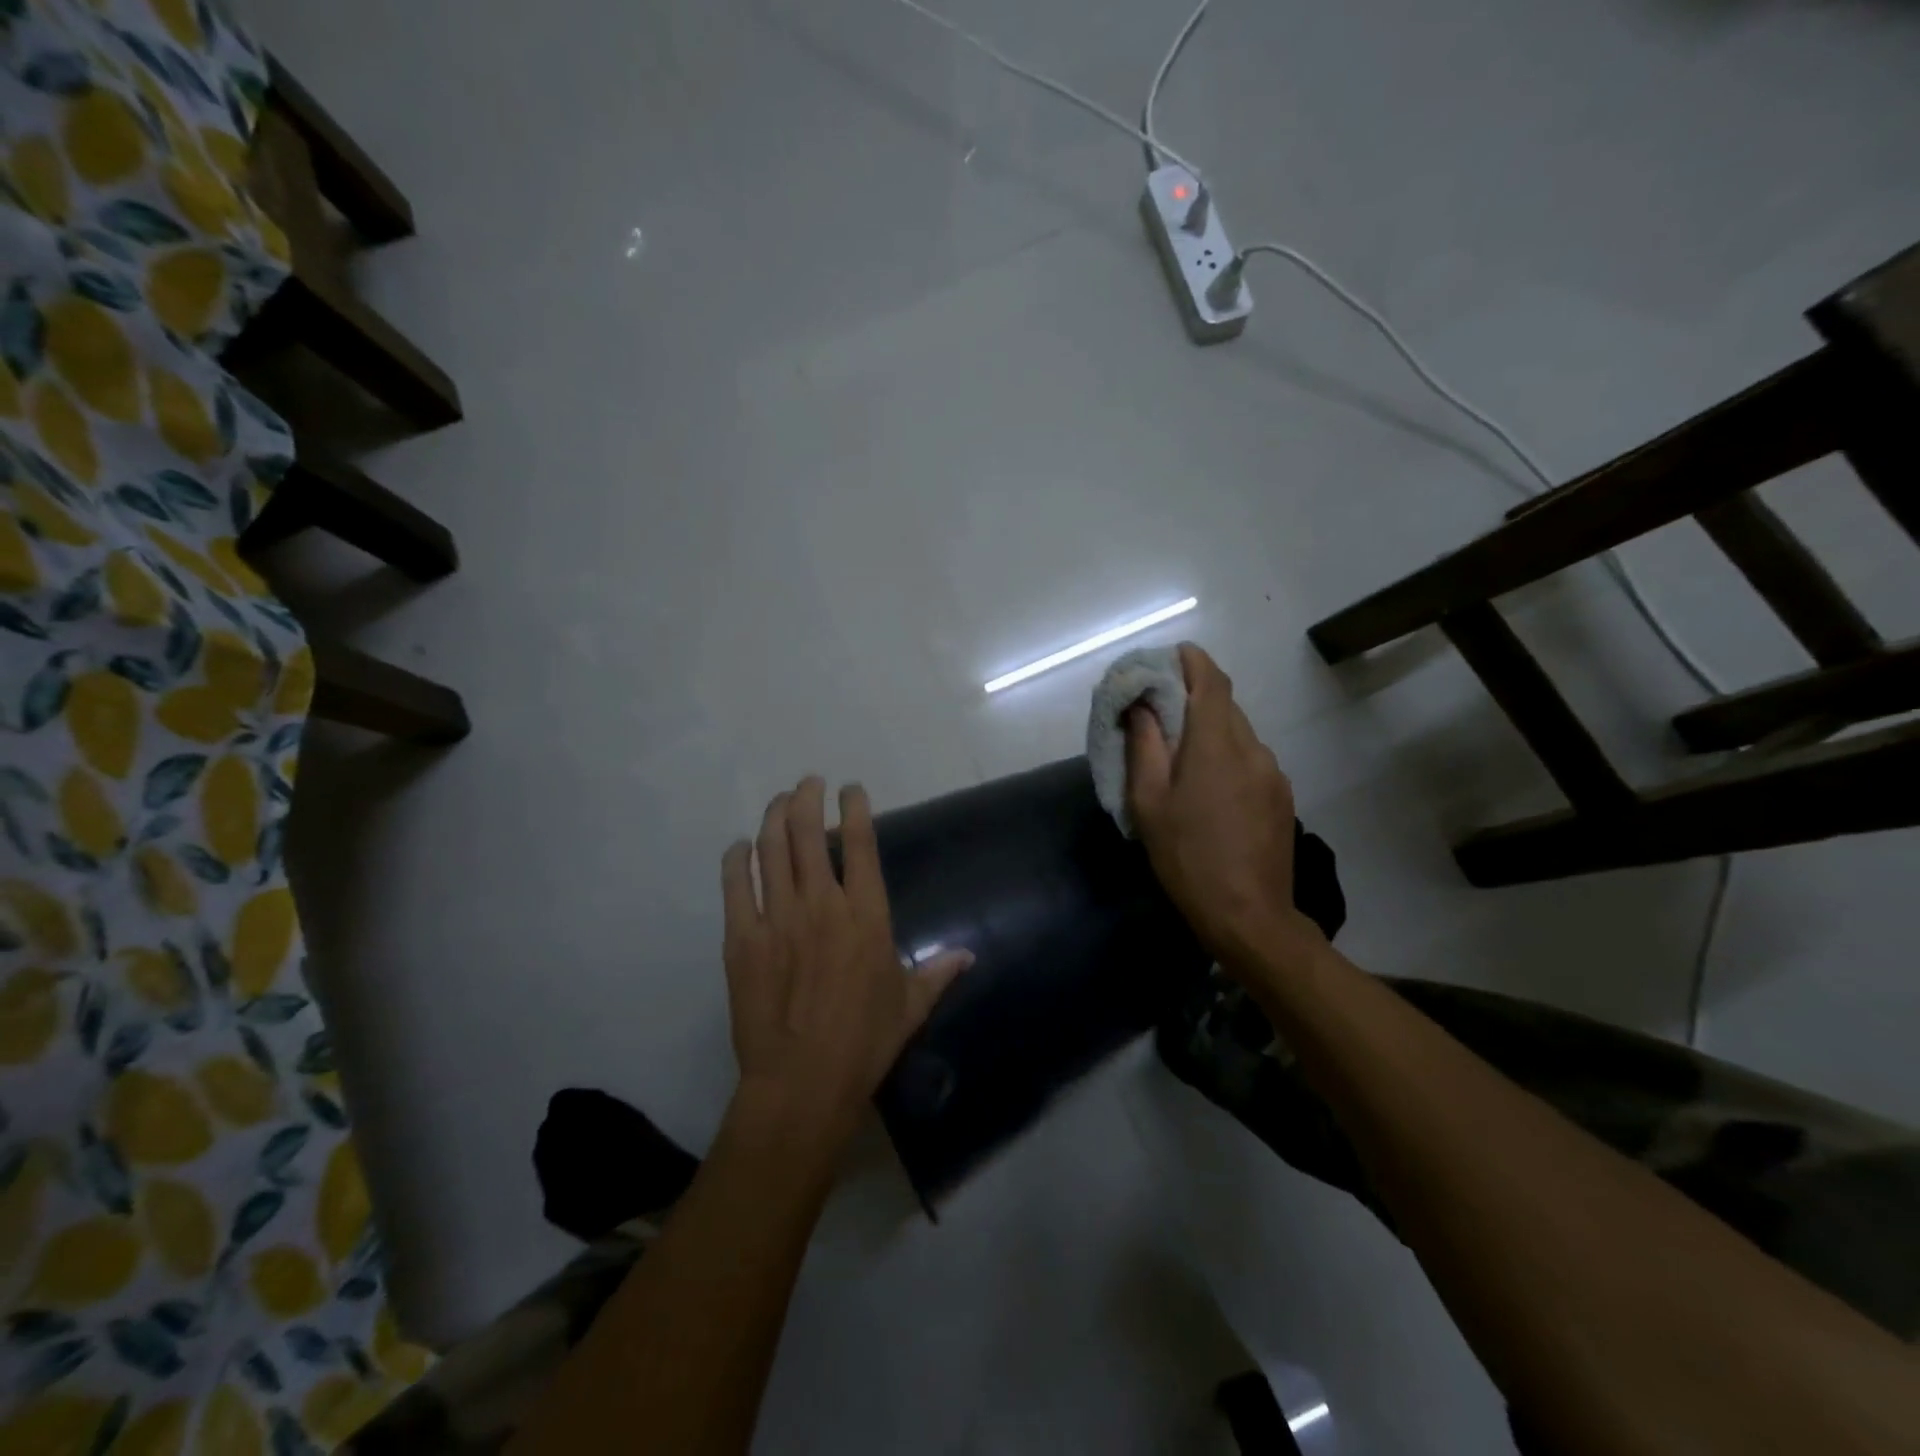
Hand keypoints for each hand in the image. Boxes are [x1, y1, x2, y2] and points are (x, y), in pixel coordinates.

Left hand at [721, 777, 972, 1151]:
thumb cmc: (864, 1042)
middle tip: (809, 784)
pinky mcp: (742, 938)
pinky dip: (737, 858)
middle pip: (809, 833)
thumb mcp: (910, 1006)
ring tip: (780, 802)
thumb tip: (968, 955)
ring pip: (771, 848)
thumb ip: (938, 973)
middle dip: (808, 798)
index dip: (855, 808)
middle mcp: (821, 904)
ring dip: (775, 816)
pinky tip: (740, 847)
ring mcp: (777, 917)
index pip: (861, 843)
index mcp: (866, 914)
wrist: (803, 1082)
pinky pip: (736, 884)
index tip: (851, 789)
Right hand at [1125, 644, 1319, 973]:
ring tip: (1182, 759)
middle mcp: (1253, 748)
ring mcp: (1273, 772)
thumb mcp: (1149, 803)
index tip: (1170, 657)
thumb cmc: (1187, 857)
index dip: (1192, 661)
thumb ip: (1143, 746)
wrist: (1249, 916)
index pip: (1211, 681)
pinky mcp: (1282, 795)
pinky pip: (1251, 759)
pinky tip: (1210, 789)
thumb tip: (1139, 705)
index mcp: (1216, 744)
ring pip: (1239, 734)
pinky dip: (1227, 756)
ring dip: (1210, 731)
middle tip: (1160, 715)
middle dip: (1193, 698)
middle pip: (1224, 705)